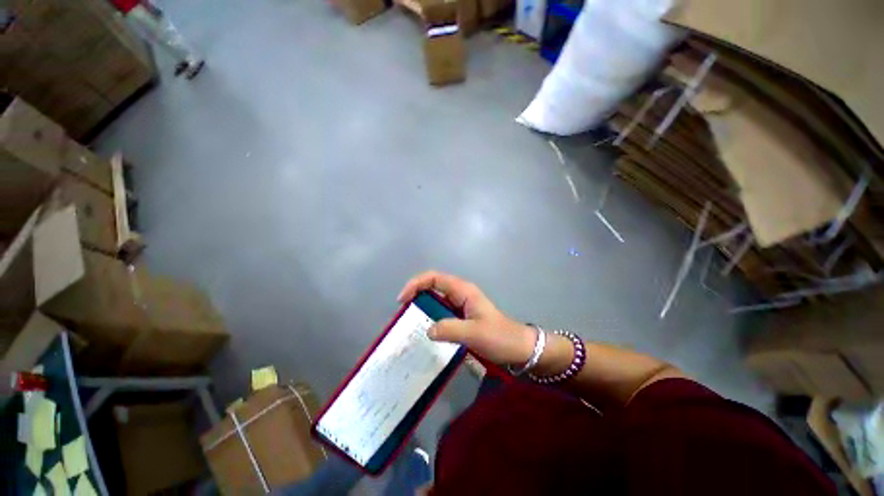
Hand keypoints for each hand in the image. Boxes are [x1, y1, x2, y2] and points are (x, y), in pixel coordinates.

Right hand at [398, 271, 536, 365]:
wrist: (518, 348)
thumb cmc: (499, 337)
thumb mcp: (473, 333)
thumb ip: (449, 329)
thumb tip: (427, 330)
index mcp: (463, 290)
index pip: (434, 278)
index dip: (416, 283)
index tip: (403, 299)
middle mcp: (460, 293)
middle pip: (433, 285)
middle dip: (416, 294)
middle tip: (403, 312)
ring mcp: (461, 304)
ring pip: (436, 299)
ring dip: (422, 306)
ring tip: (409, 322)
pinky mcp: (462, 316)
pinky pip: (441, 311)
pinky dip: (430, 316)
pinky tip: (425, 329)